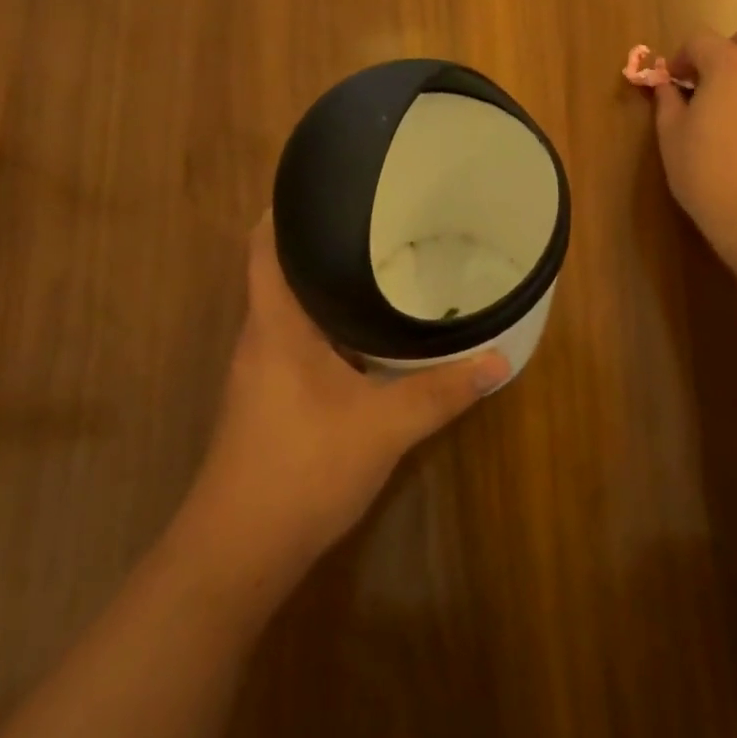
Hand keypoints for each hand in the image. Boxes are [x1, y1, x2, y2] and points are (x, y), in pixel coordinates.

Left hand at [191, 214, 513, 576]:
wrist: (238, 552)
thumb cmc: (302, 468)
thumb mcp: (383, 426)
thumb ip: (440, 392)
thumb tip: (499, 360)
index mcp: (275, 324)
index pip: (264, 247)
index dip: (282, 210)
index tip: (320, 186)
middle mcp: (260, 338)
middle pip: (280, 272)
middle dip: (318, 244)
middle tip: (371, 221)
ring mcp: (259, 372)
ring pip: (290, 311)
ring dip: (323, 288)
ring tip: (374, 265)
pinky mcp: (266, 401)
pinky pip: (295, 343)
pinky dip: (325, 327)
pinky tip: (362, 337)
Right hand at [654, 26, 736, 276]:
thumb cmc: (711, 173)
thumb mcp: (673, 138)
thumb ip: (668, 104)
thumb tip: (667, 87)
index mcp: (729, 64)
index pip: (700, 40)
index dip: (681, 58)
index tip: (670, 84)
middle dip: (722, 55)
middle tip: (703, 89)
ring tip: (726, 115)